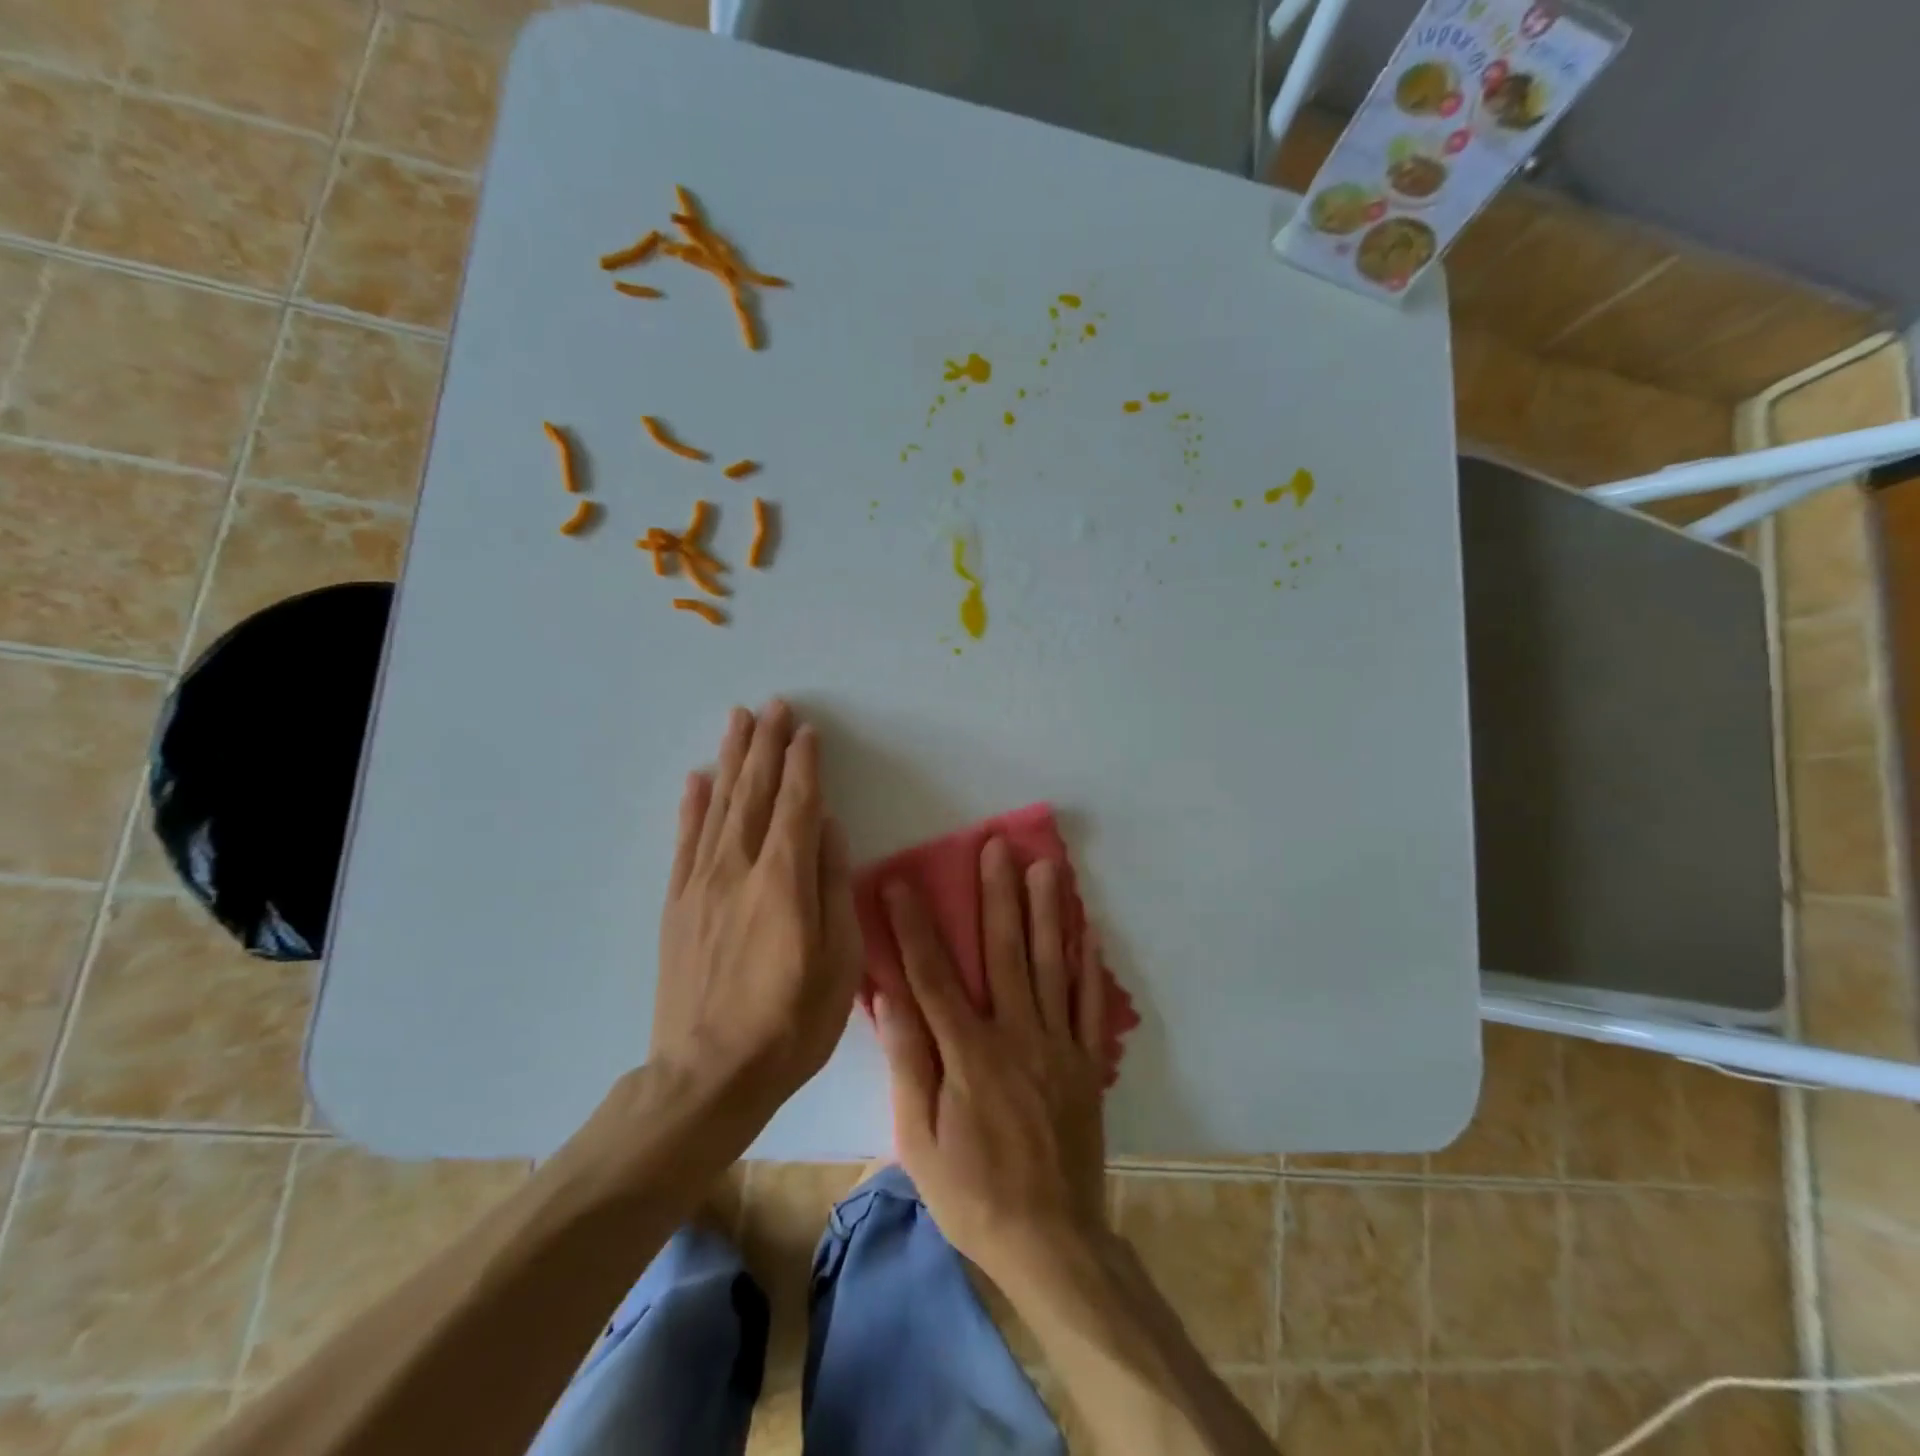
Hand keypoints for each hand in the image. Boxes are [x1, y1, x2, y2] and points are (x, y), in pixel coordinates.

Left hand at [652, 701, 863, 1111]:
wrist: (708, 1076)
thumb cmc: (791, 1022)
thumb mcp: (838, 960)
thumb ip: (832, 887)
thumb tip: (829, 831)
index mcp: (783, 880)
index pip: (797, 804)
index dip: (804, 764)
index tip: (807, 730)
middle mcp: (738, 869)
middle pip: (754, 792)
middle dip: (765, 745)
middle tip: (772, 705)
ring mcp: (701, 884)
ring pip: (718, 806)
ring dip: (731, 759)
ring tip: (737, 721)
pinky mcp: (678, 905)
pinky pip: (685, 842)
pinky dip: (692, 806)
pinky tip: (696, 779)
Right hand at [873, 837, 1108, 1281]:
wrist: (1052, 1241)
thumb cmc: (972, 1193)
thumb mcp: (920, 1140)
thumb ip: (910, 1062)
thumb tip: (890, 996)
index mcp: (970, 1054)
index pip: (935, 975)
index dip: (916, 925)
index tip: (903, 881)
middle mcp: (1017, 1035)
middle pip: (1005, 952)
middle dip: (997, 895)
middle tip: (996, 845)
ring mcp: (1058, 1045)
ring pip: (1051, 964)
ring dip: (1047, 910)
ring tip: (1045, 865)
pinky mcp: (1086, 1061)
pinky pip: (1088, 1001)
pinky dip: (1086, 960)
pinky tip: (1085, 925)